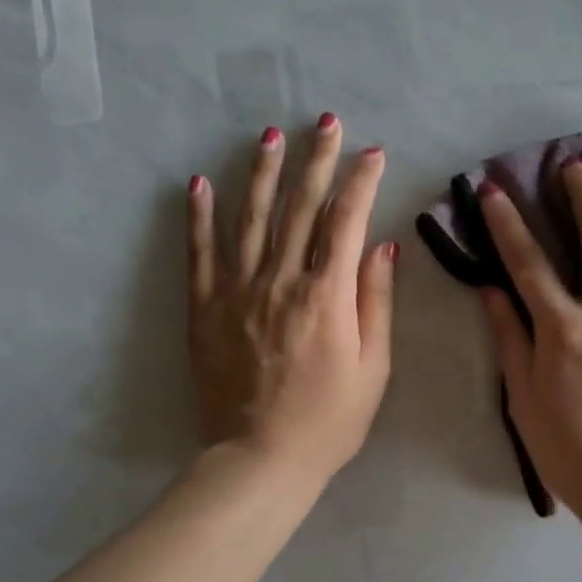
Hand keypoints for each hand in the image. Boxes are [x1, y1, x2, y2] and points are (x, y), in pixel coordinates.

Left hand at [186, 117, 396, 486]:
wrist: (261, 459)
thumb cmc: (330, 420)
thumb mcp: (374, 366)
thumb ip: (376, 301)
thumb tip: (382, 245)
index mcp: (327, 295)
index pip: (347, 221)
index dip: (362, 182)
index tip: (373, 153)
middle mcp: (281, 281)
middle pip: (300, 208)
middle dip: (317, 161)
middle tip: (325, 122)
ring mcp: (237, 291)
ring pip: (251, 218)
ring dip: (262, 173)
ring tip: (270, 136)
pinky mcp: (205, 309)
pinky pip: (200, 254)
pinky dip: (199, 217)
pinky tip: (199, 183)